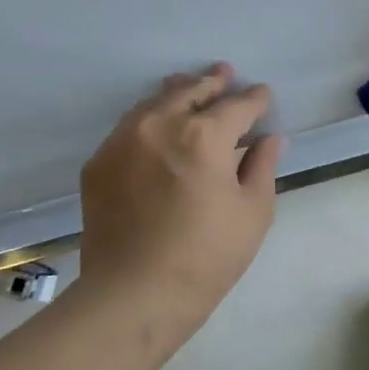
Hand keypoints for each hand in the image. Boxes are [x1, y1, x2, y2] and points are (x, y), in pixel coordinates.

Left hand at [78, 64, 283, 344]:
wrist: (134, 295)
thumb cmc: (207, 258)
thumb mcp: (253, 213)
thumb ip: (263, 166)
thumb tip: (270, 138)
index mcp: (205, 135)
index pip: (237, 106)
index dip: (255, 99)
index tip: (264, 95)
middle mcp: (160, 125)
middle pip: (191, 92)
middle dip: (213, 82)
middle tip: (226, 74)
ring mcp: (123, 141)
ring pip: (154, 102)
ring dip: (177, 92)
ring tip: (188, 87)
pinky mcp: (98, 162)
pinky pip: (128, 127)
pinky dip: (148, 119)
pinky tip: (156, 127)